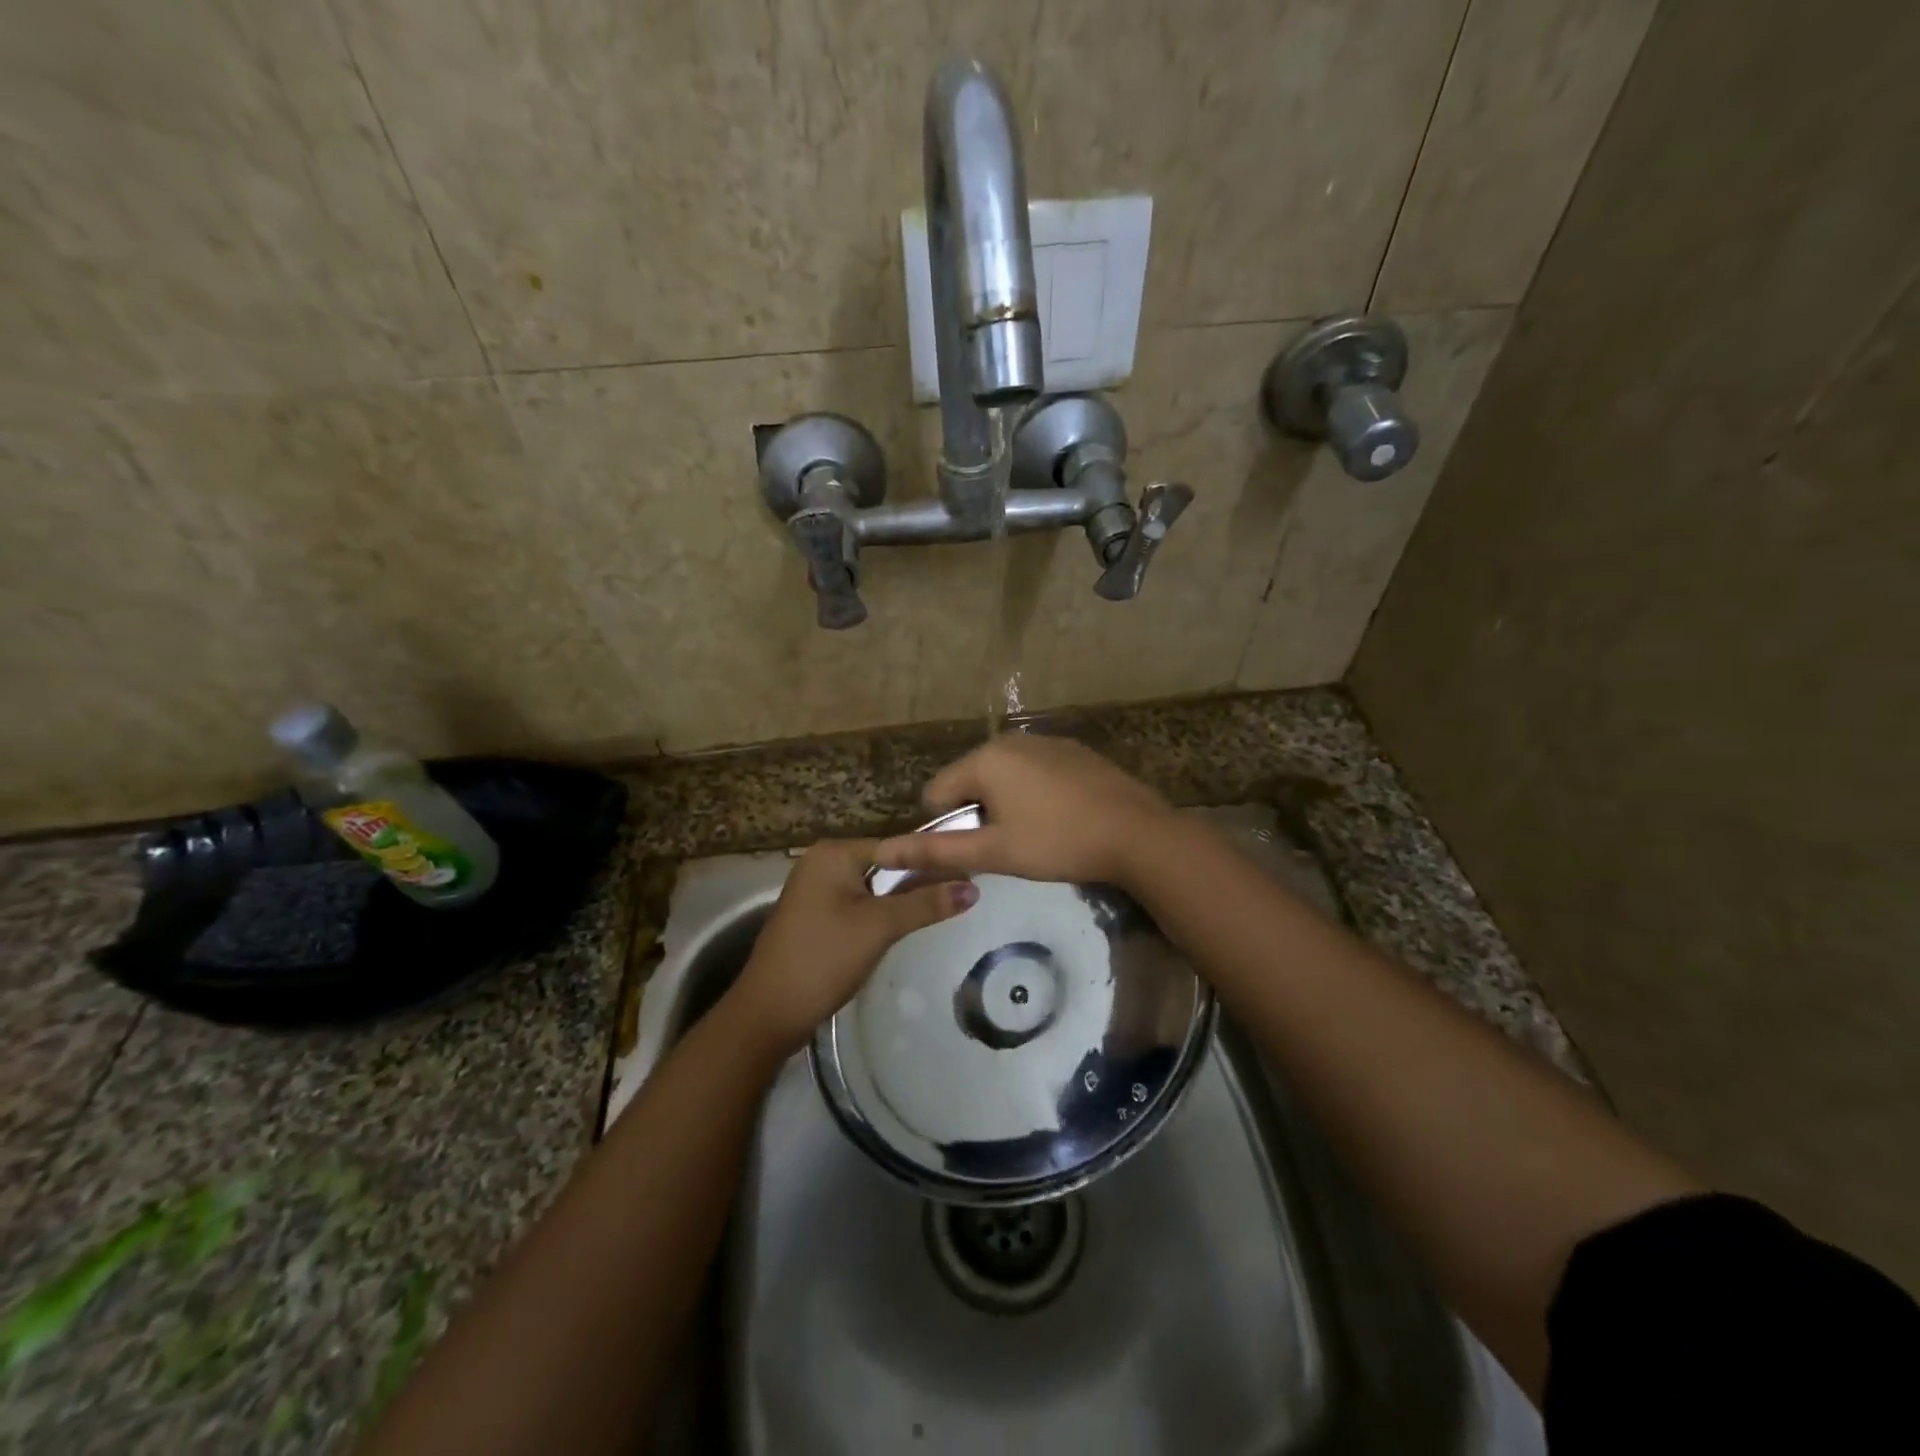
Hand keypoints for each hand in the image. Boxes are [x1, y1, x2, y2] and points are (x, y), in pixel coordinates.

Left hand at [724, 839, 977, 1057]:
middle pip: (887, 864)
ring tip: (946, 907)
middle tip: (965, 893)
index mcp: (834, 853)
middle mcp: (823, 861)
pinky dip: (883, 912)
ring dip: (904, 898)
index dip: (934, 860)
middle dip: (920, 880)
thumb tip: (973, 888)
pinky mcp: (817, 915)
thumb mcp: (879, 927)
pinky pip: (860, 904)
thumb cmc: (823, 958)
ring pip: (875, 886)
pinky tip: (908, 925)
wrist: (768, 1013)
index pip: (897, 845)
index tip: (972, 873)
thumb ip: (926, 904)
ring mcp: (817, 889)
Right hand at [873, 734, 1175, 888]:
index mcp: (985, 758)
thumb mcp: (994, 852)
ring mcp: (1046, 741)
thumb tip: (881, 852)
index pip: (937, 791)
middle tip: (1009, 845)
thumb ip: (937, 850)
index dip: (949, 825)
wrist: (1137, 833)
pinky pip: (1035, 771)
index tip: (981, 849)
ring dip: (1007, 803)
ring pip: (1004, 775)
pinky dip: (1036, 793)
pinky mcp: (1074, 750)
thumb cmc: (1058, 843)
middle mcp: (1010, 739)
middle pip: (971, 780)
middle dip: (979, 812)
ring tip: (1037, 834)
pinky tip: (1061, 817)